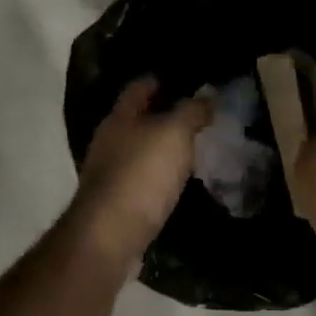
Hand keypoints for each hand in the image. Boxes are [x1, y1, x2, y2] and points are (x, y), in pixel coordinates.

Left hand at [71, 78, 212, 265]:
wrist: (110, 235)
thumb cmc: (142, 174)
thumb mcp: (175, 134)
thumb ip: (192, 111)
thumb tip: (206, 97)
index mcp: (119, 117)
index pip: (139, 87)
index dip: (161, 80)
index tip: (187, 81)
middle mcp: (109, 140)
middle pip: (137, 119)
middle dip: (164, 114)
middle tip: (198, 115)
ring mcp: (109, 173)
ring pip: (140, 149)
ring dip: (162, 147)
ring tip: (194, 147)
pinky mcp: (115, 202)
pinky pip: (142, 178)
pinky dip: (159, 175)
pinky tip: (178, 181)